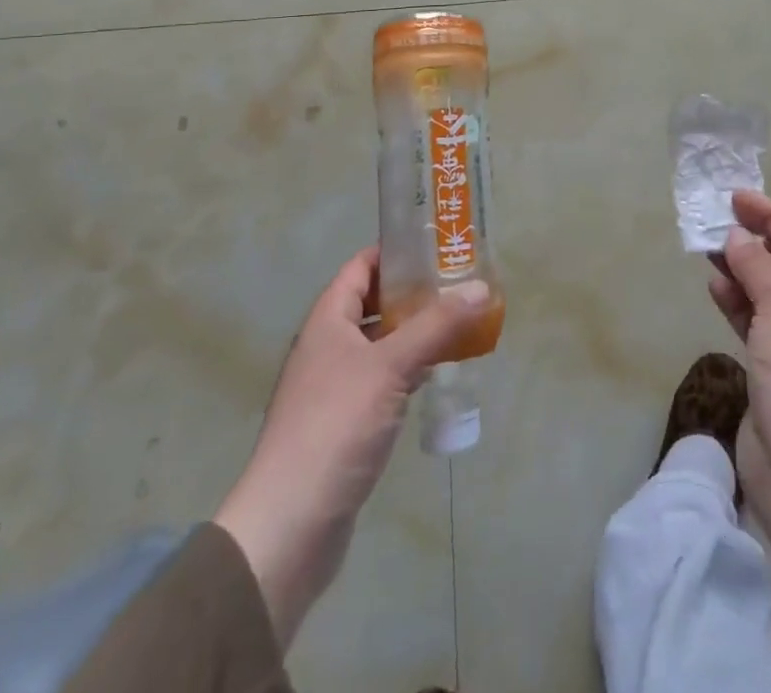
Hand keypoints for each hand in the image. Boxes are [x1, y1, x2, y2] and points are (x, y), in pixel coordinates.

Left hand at [214, 248, 491, 645]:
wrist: (289, 525)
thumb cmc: (335, 427)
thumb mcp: (390, 366)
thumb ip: (436, 325)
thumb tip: (480, 286)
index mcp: (327, 321)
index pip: (361, 267)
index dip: (395, 253)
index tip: (438, 246)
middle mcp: (327, 347)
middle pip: (372, 304)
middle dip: (414, 294)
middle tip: (459, 285)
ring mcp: (333, 387)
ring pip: (380, 345)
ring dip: (414, 334)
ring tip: (459, 323)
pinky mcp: (344, 424)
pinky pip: (382, 381)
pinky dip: (408, 370)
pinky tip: (437, 374)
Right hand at [708, 190, 770, 656]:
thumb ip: (756, 266)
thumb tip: (737, 237)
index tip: (736, 199)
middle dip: (755, 242)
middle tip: (717, 221)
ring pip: (769, 293)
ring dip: (742, 270)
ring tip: (709, 249)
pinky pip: (756, 322)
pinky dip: (737, 302)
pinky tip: (715, 286)